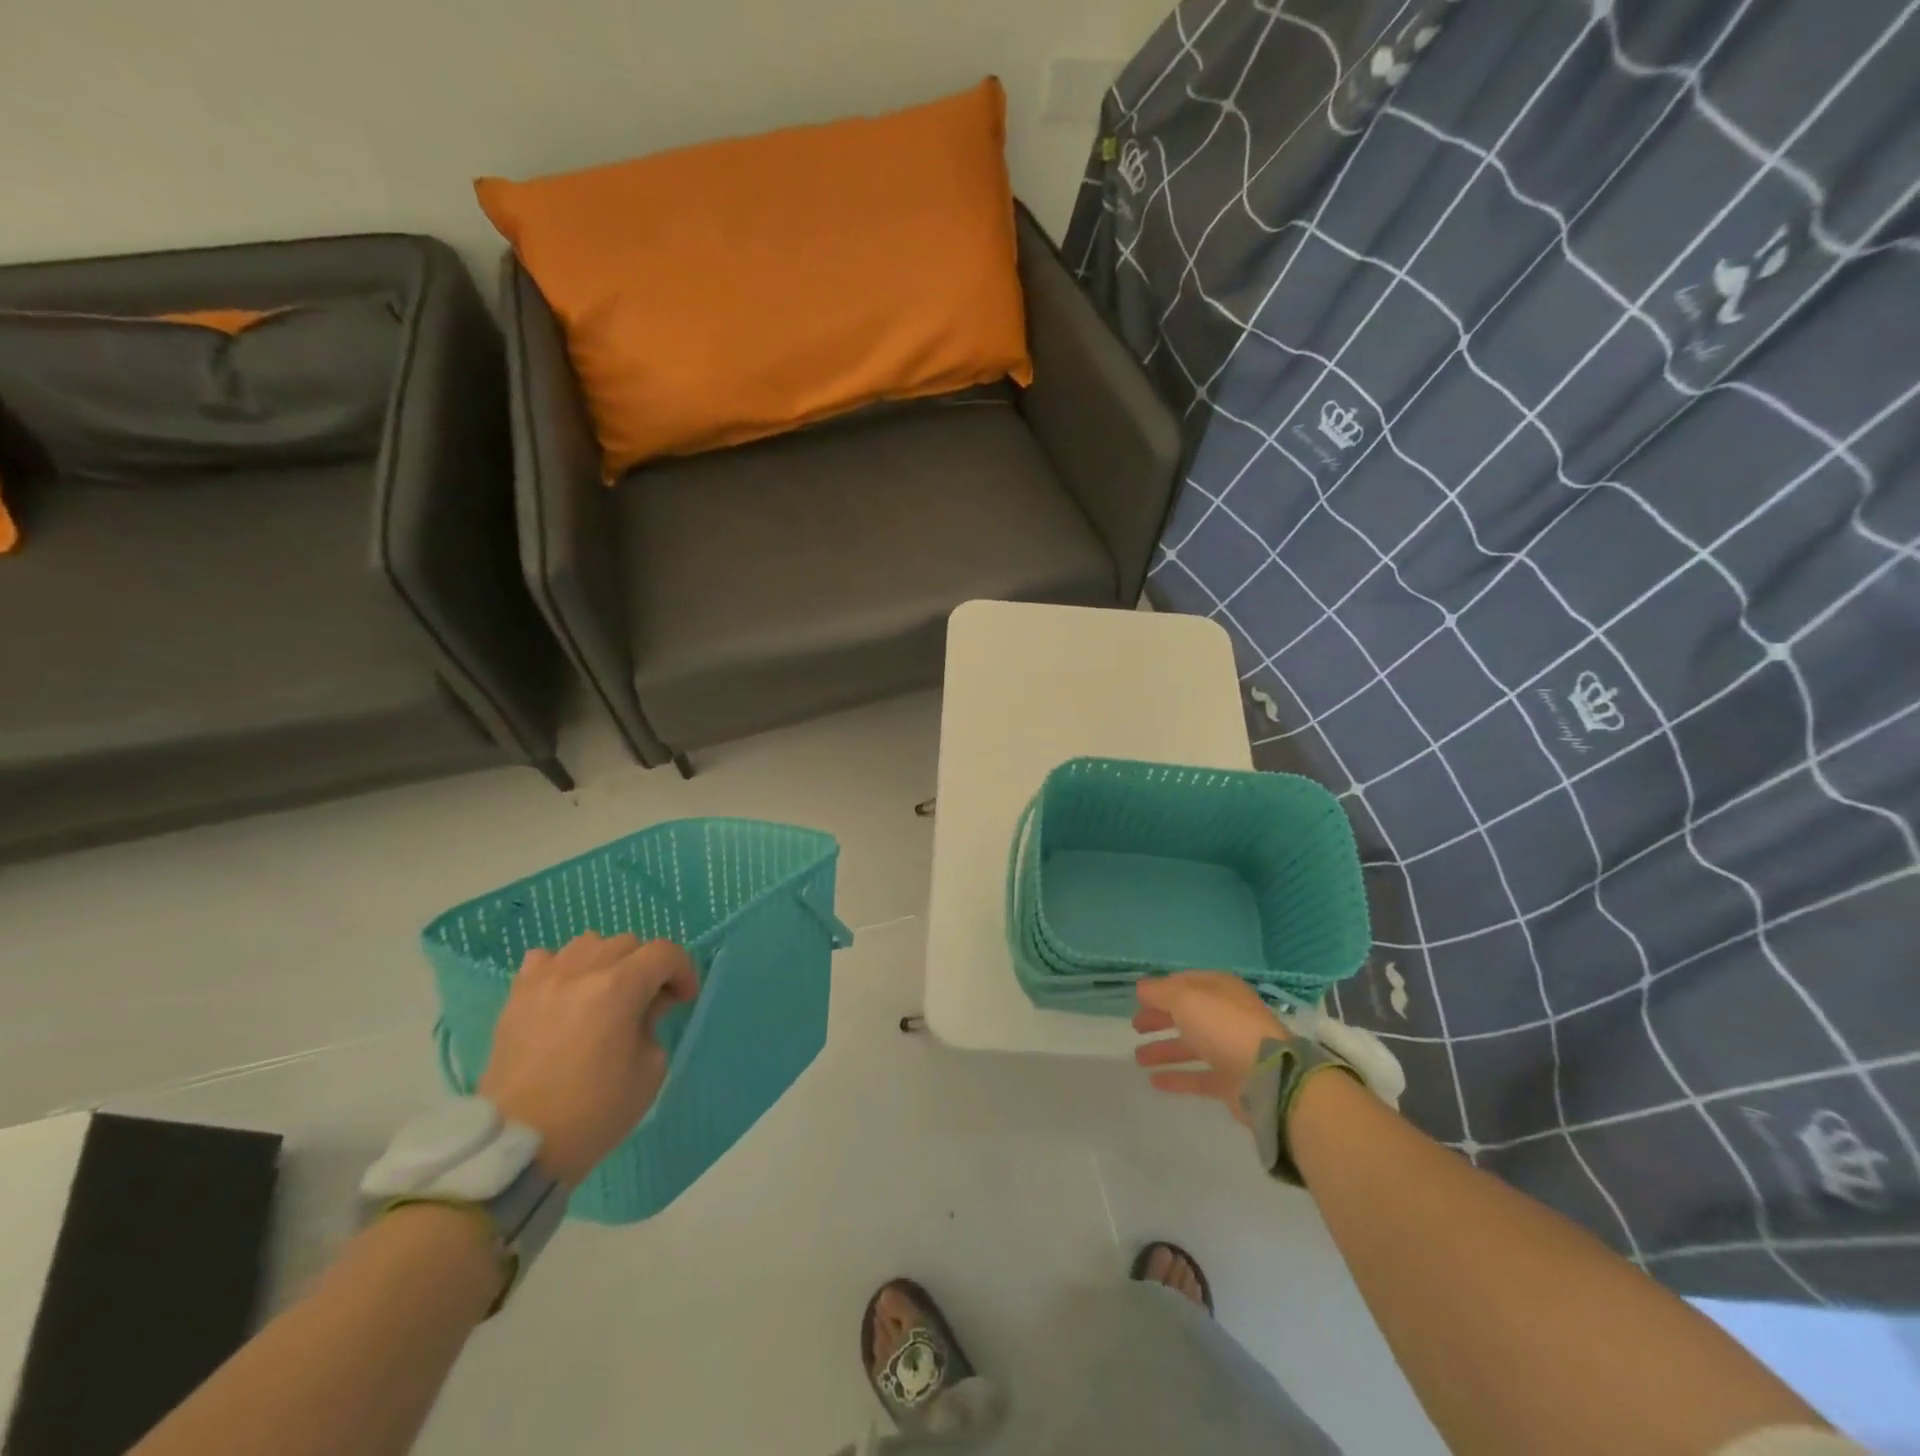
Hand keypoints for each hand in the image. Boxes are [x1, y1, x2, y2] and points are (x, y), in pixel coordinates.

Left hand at [479, 933, 698, 1187]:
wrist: (520, 1146)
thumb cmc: (594, 1112)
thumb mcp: (650, 1070)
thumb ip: (654, 1024)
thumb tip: (645, 1007)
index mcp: (618, 989)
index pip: (664, 953)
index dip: (682, 970)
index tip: (683, 999)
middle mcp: (581, 972)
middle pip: (628, 943)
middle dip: (647, 967)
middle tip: (649, 1001)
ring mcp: (543, 982)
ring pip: (588, 943)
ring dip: (607, 961)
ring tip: (607, 992)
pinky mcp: (516, 998)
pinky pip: (545, 960)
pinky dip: (564, 967)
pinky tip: (568, 993)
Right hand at [1132, 972, 1289, 1124]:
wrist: (1268, 1077)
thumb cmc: (1223, 1026)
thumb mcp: (1185, 999)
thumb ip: (1160, 992)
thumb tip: (1141, 988)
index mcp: (1220, 989)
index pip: (1186, 983)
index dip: (1161, 989)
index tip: (1138, 999)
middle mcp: (1226, 1015)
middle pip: (1187, 1014)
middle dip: (1160, 1018)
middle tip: (1135, 1026)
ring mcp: (1230, 1049)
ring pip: (1191, 1046)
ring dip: (1164, 1049)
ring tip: (1138, 1058)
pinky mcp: (1232, 1081)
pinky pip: (1199, 1076)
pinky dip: (1177, 1077)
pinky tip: (1154, 1081)